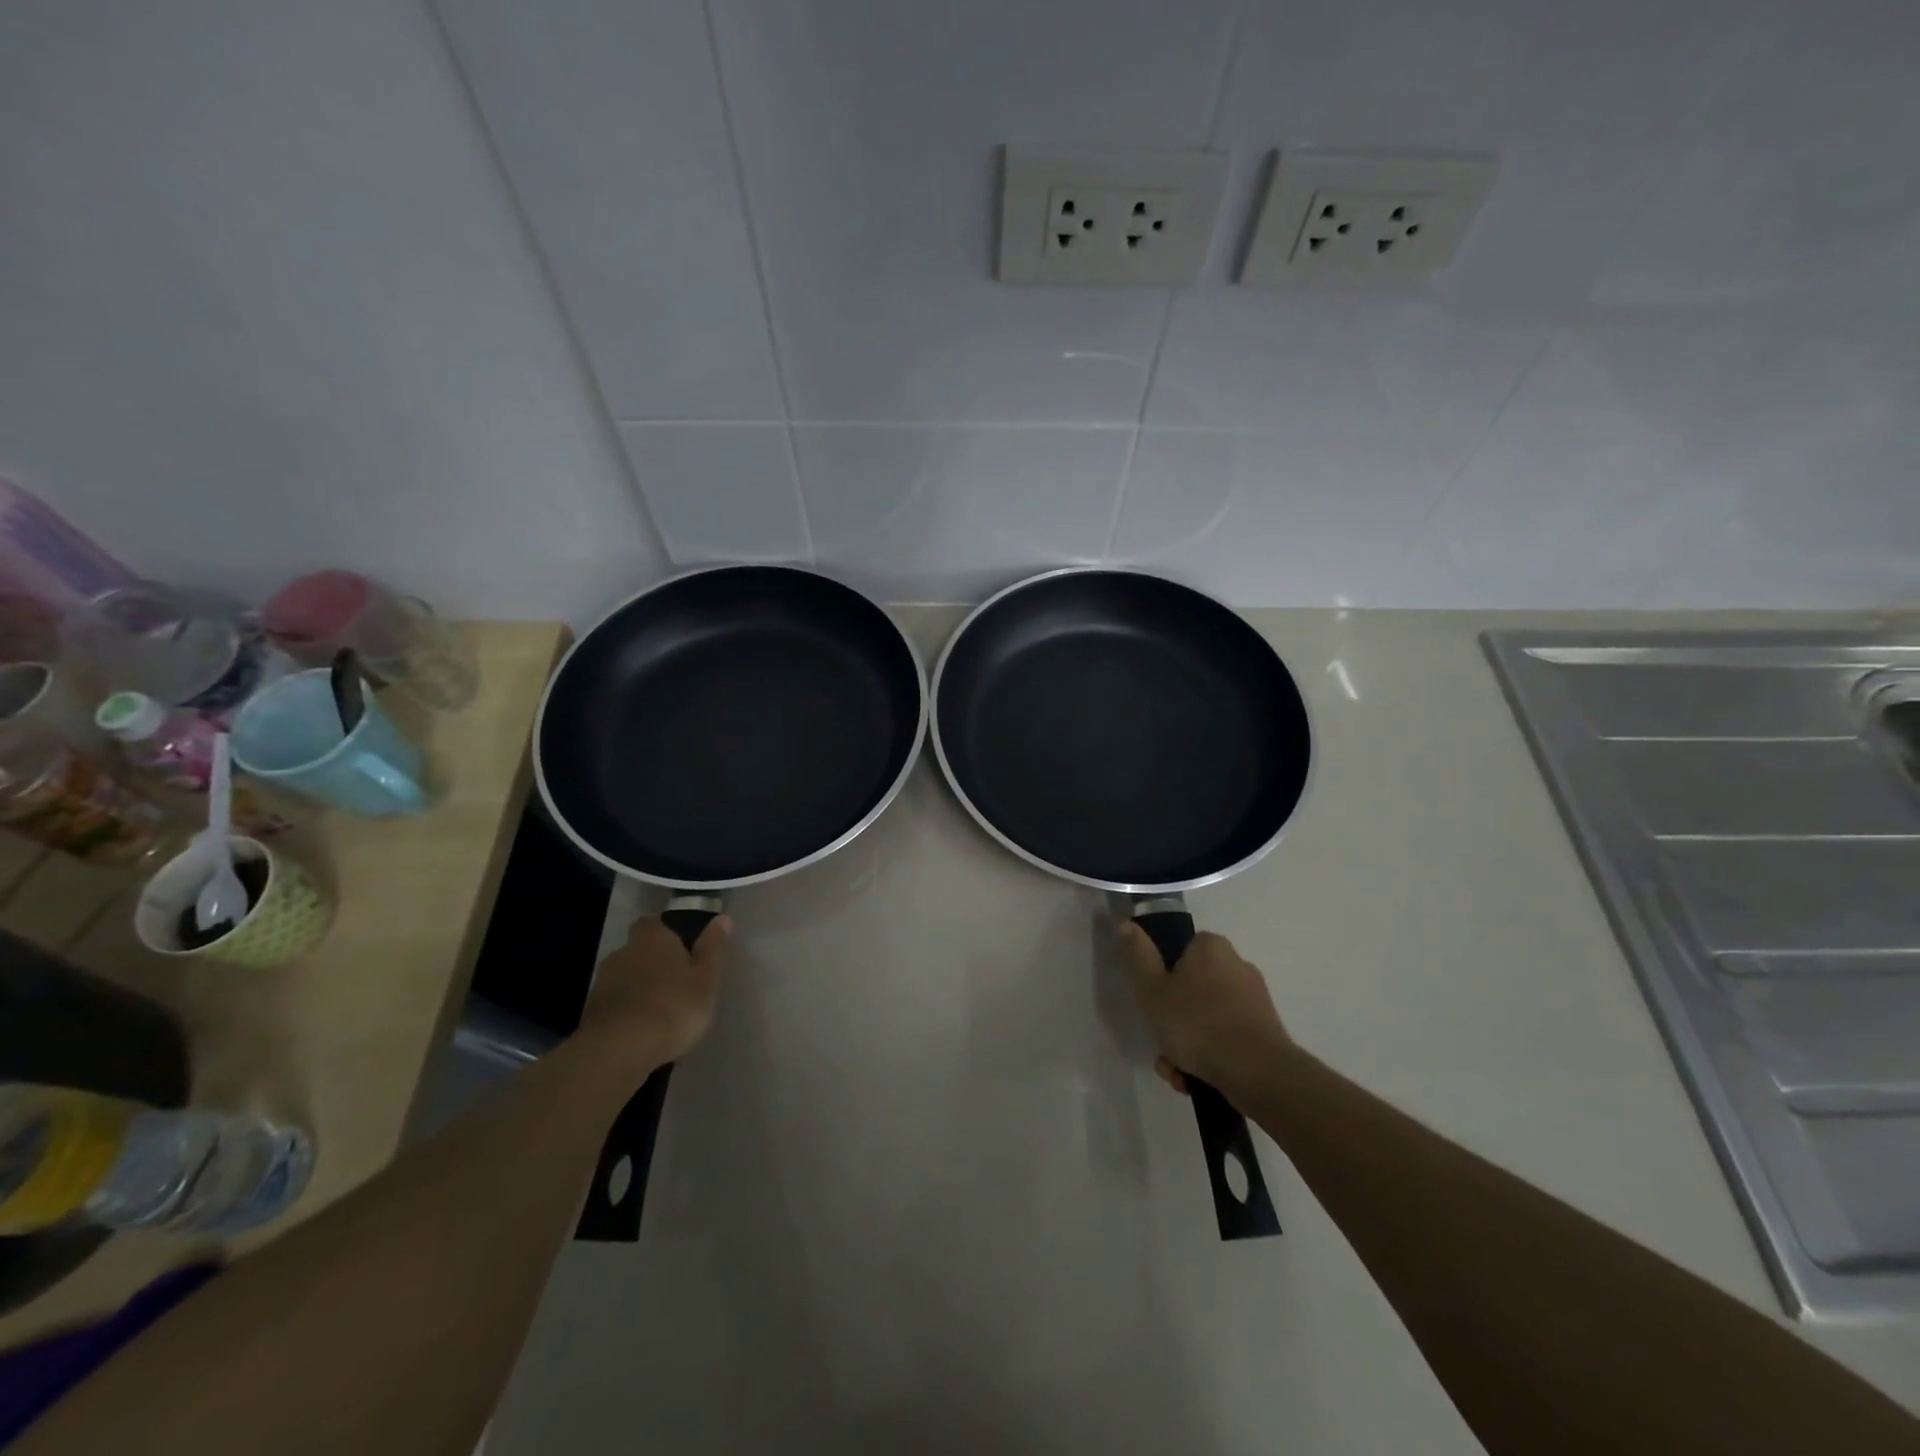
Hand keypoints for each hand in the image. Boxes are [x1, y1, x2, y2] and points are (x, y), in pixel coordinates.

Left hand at [577, 914, 728, 1077]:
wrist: (618, 1050)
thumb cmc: (673, 1006)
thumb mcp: (706, 978)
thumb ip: (713, 947)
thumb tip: (723, 918)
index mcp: (653, 938)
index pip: (654, 923)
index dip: (666, 934)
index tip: (682, 949)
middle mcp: (623, 953)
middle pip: (639, 951)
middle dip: (654, 964)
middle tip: (675, 984)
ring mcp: (602, 983)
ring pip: (625, 978)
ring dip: (639, 990)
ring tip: (660, 1013)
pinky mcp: (590, 1013)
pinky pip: (615, 1005)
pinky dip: (627, 1013)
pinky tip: (641, 1032)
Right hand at [1120, 923, 1289, 1096]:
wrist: (1258, 1073)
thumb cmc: (1197, 1024)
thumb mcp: (1152, 990)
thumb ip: (1138, 956)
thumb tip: (1125, 924)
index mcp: (1211, 947)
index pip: (1179, 950)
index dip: (1161, 976)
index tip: (1152, 1002)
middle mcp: (1237, 966)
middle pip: (1191, 989)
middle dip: (1172, 1020)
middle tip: (1161, 1044)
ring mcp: (1254, 1000)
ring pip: (1206, 1018)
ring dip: (1187, 1045)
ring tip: (1176, 1071)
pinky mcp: (1265, 1031)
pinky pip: (1226, 1038)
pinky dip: (1209, 1056)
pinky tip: (1195, 1079)